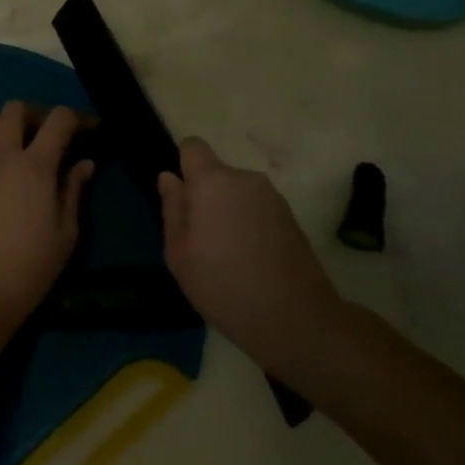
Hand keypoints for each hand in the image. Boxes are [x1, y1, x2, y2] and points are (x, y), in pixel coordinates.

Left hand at [0, 102, 94, 337]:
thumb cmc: (30, 268)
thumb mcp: (65, 234)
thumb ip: (73, 191)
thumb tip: (84, 163)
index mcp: (36, 166)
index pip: (59, 119)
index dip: (76, 118)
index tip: (86, 131)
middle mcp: (2, 155)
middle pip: (15, 109)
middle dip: (35, 115)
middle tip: (45, 137)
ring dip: (2, 127)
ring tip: (12, 149)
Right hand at [157, 137, 336, 362]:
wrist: (295, 318)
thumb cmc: (223, 285)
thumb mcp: (179, 253)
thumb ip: (173, 208)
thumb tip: (169, 177)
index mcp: (213, 182)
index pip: (193, 146)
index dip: (183, 166)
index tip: (181, 199)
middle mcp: (245, 178)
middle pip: (216, 173)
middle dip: (205, 196)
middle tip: (200, 240)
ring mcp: (272, 196)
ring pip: (237, 192)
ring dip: (228, 211)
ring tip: (226, 254)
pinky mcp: (290, 216)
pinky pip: (256, 208)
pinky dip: (248, 224)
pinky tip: (249, 259)